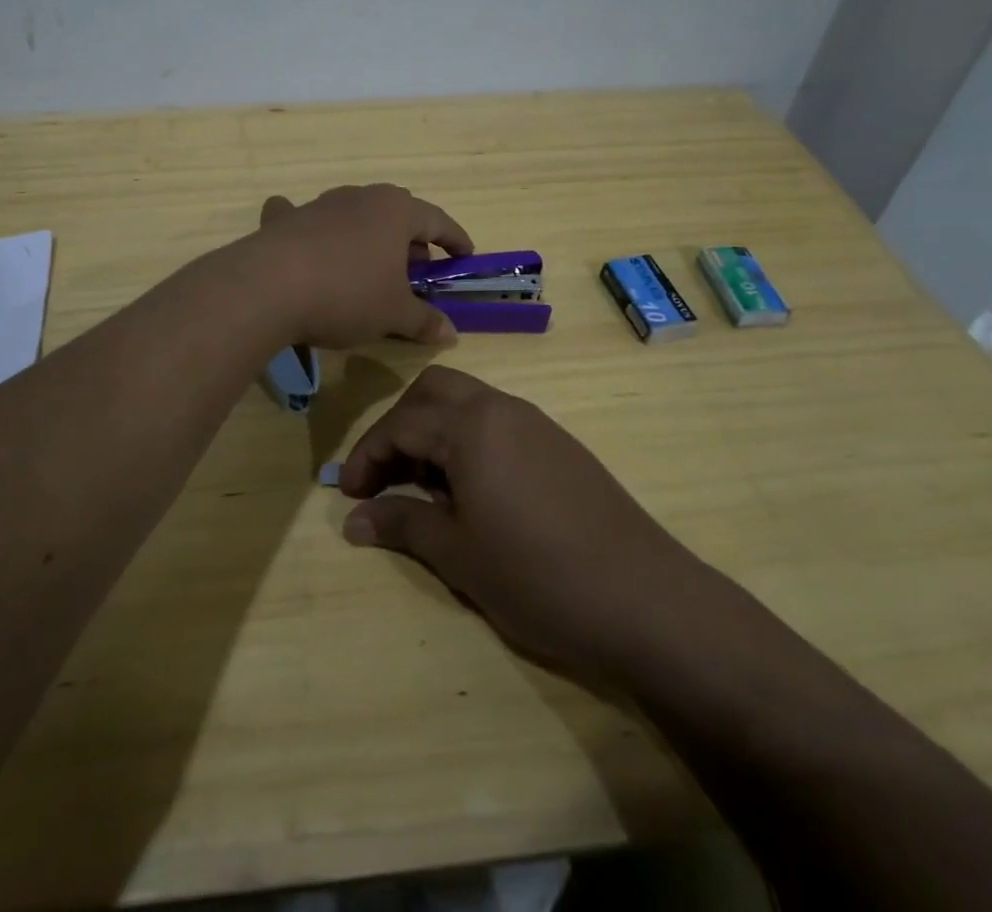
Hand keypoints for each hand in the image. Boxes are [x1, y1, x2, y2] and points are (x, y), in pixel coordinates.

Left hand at [252, 185, 472, 347]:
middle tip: (416, 272)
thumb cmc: (348, 295)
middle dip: (409, 242)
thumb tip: (450, 333)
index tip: (465, 255)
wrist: (270, 287)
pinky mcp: (286, 221)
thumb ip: (424, 321)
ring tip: (370, 268)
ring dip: (367, 239)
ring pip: (354, 217)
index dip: (454, 239)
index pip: (436, 220)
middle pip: (395, 215)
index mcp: (395, 211)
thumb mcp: (393, 314)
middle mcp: (359, 198)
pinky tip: (305, 241)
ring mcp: (319, 205)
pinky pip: (304, 220)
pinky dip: (310, 230)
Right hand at [339, 366, 694, 681]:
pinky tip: (473, 494)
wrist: (645, 599)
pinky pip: (498, 424)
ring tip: (425, 490)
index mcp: (471, 424)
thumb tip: (352, 520)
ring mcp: (536, 423)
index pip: (400, 423)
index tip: (347, 494)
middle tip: (386, 476)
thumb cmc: (537, 575)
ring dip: (435, 432)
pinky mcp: (560, 445)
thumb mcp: (457, 554)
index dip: (366, 456)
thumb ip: (401, 524)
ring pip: (468, 404)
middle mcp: (502, 408)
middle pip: (434, 391)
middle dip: (400, 426)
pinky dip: (469, 442)